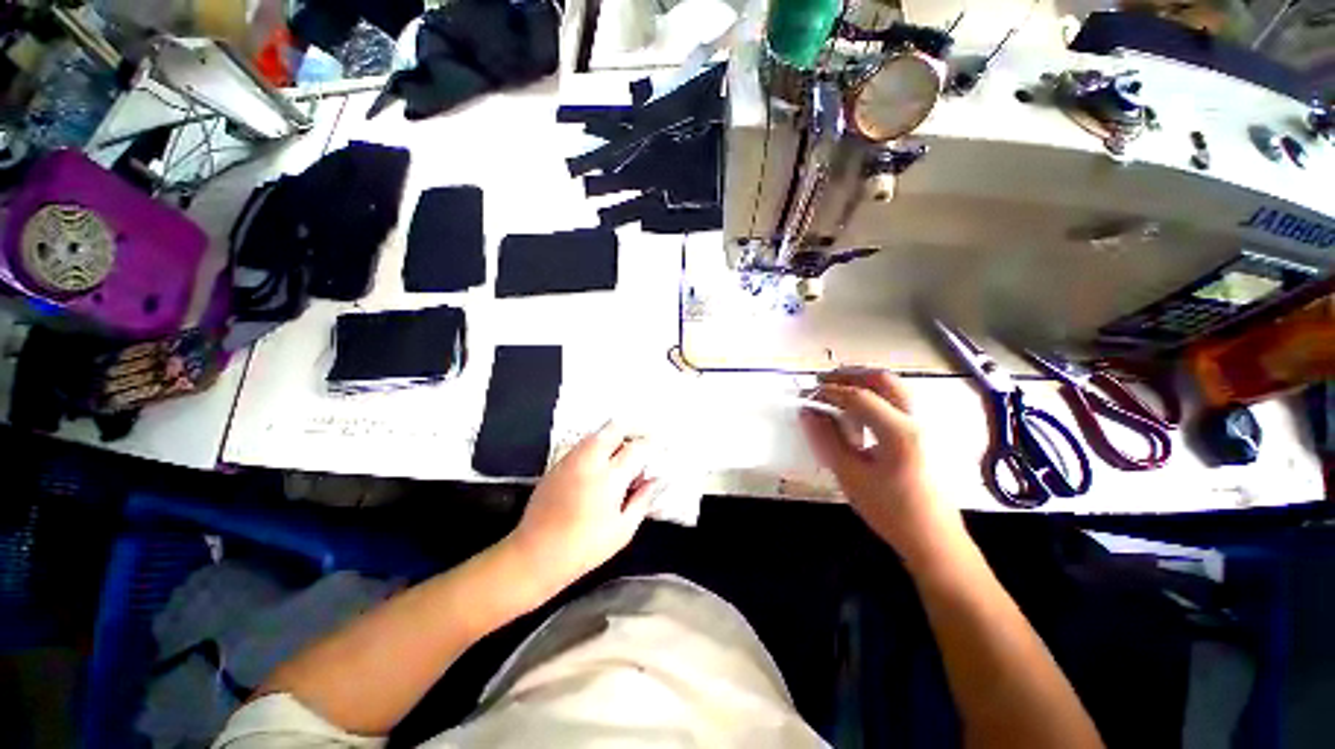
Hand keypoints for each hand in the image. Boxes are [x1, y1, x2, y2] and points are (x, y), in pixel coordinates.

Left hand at [504, 422, 660, 596]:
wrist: (535, 554)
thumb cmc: (584, 548)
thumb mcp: (623, 530)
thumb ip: (643, 500)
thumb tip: (657, 480)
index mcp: (609, 478)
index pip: (637, 447)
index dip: (652, 444)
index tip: (660, 446)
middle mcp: (590, 460)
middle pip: (615, 427)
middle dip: (633, 428)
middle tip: (643, 440)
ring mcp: (571, 459)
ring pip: (597, 432)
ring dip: (615, 435)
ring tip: (625, 450)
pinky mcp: (557, 464)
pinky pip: (583, 443)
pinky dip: (598, 444)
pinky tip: (603, 461)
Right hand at [800, 369, 967, 571]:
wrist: (934, 540)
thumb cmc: (891, 511)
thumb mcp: (850, 475)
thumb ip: (826, 440)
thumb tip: (808, 413)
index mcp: (899, 432)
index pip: (859, 397)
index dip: (830, 391)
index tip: (809, 394)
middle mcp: (917, 420)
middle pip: (884, 380)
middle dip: (851, 375)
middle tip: (824, 380)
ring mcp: (925, 426)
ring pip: (894, 388)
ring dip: (864, 384)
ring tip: (838, 392)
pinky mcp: (925, 434)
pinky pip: (898, 402)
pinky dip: (875, 397)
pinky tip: (858, 412)